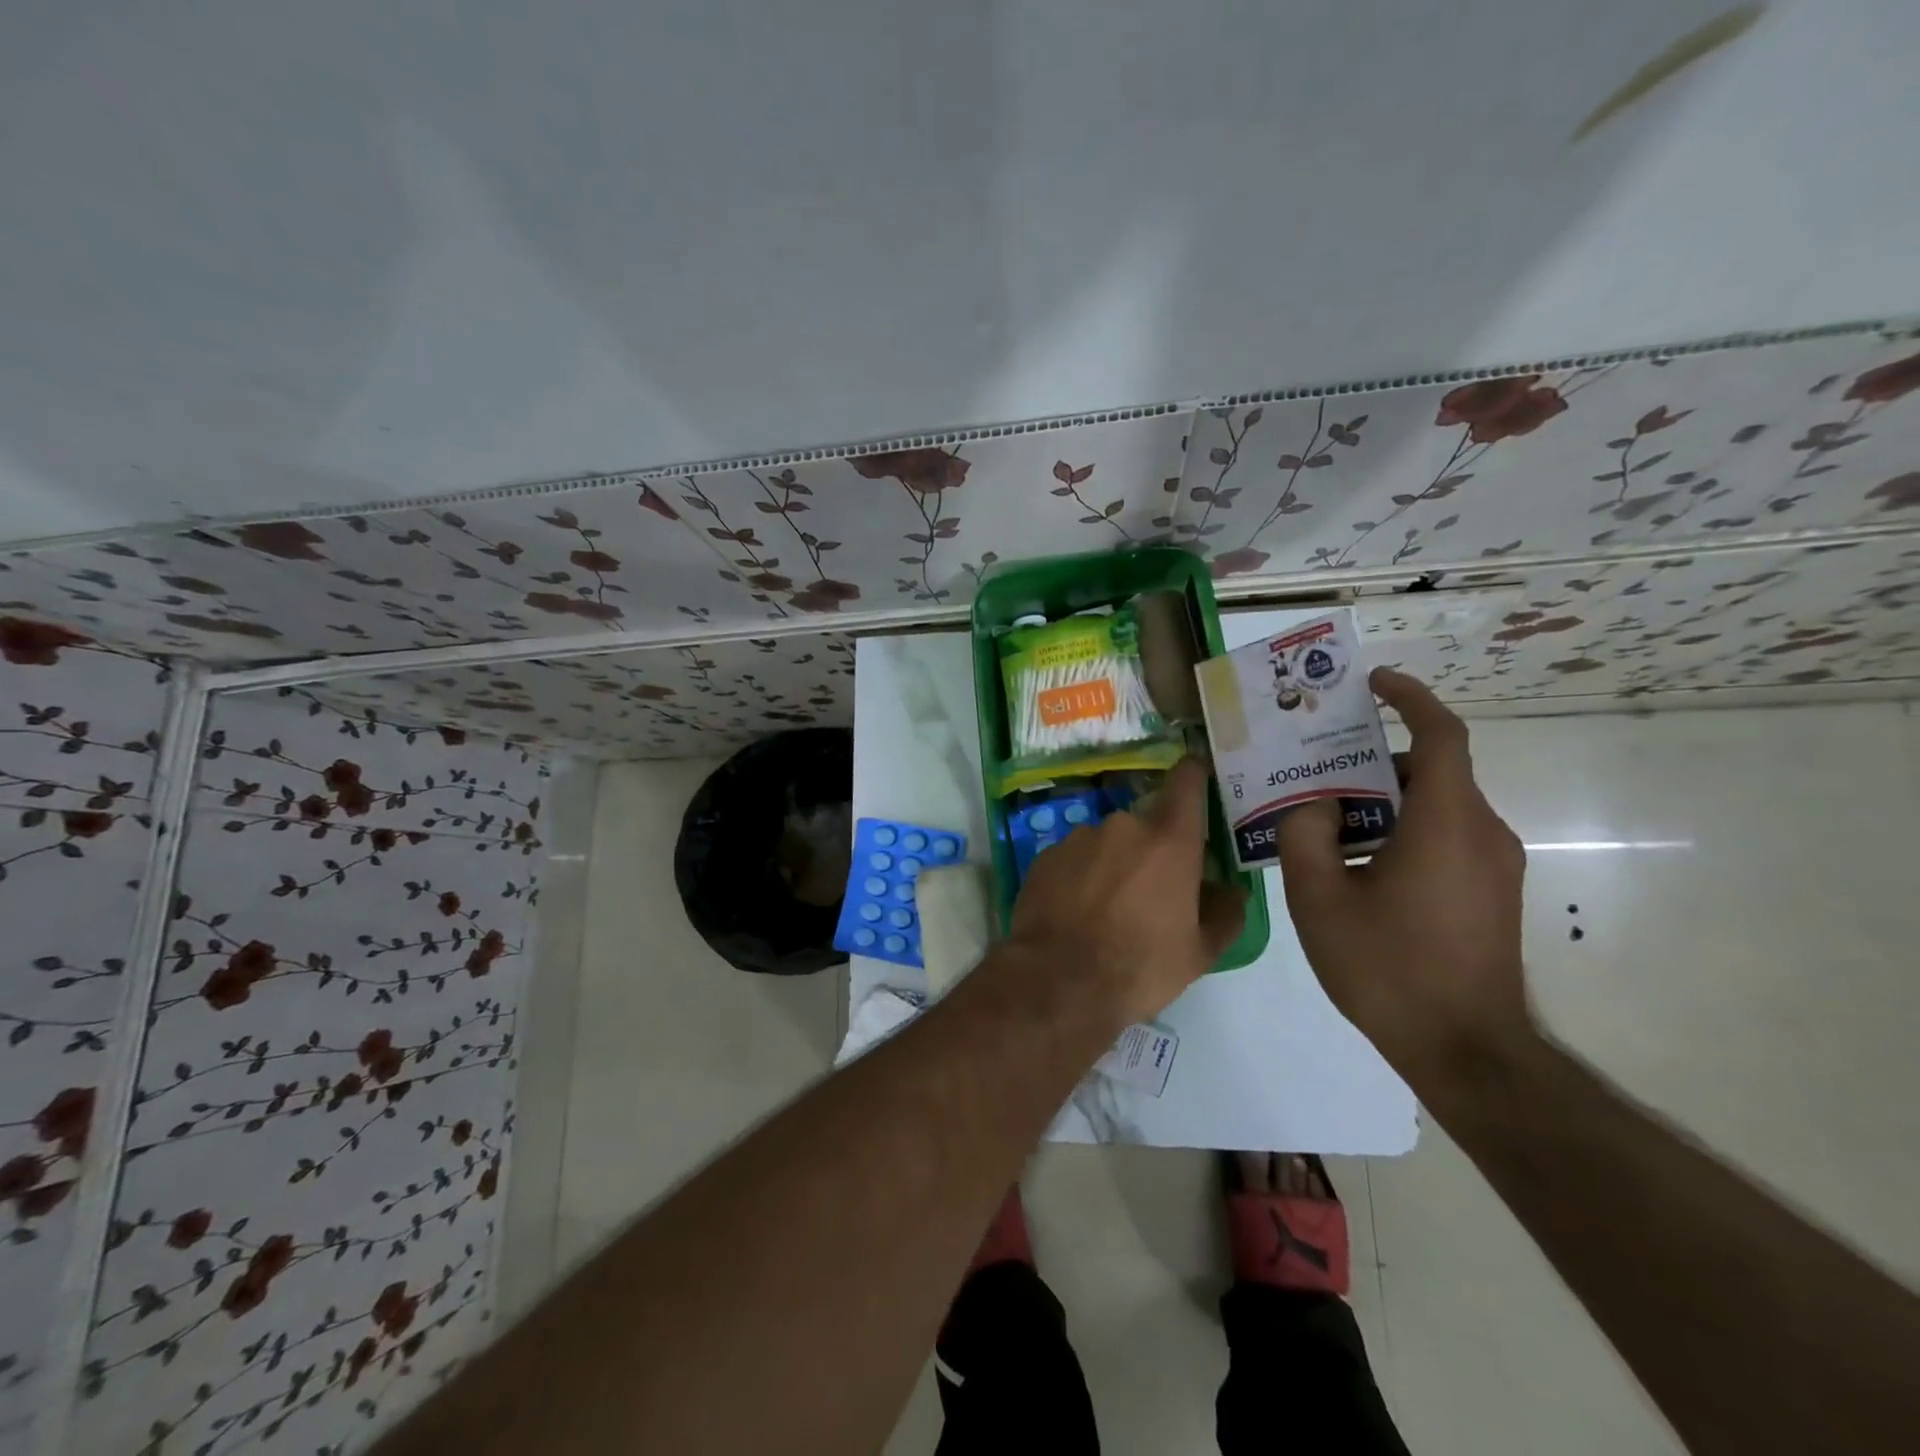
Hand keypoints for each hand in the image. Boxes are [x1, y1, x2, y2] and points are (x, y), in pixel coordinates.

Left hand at [1007, 757, 1246, 1025]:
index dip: (1194, 774)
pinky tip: (1076, 911)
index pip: (1186, 781)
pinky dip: (1080, 876)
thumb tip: (1230, 891)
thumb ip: (1224, 913)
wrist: (1058, 982)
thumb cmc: (1140, 966)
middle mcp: (1123, 826)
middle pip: (1146, 825)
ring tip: (1107, 909)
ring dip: (1113, 864)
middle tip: (1150, 892)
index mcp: (1169, 840)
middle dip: (1151, 850)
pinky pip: (1074, 858)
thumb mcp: (1199, 952)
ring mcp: (1078, 838)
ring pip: (1107, 842)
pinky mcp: (1045, 855)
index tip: (1197, 776)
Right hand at [1274, 669, 1533, 1089]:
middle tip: (1317, 766)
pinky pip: (1445, 838)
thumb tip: (1313, 804)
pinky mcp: (1492, 894)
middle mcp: (1483, 833)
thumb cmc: (1389, 968)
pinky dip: (1401, 830)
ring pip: (1435, 807)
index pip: (1442, 735)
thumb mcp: (1319, 899)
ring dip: (1383, 801)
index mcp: (1446, 823)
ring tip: (1326, 818)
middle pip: (1430, 771)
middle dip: (1373, 760)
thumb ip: (1305, 835)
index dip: (1411, 698)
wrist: (1466, 1051)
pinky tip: (1356, 864)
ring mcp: (1494, 866)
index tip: (1374, 683)